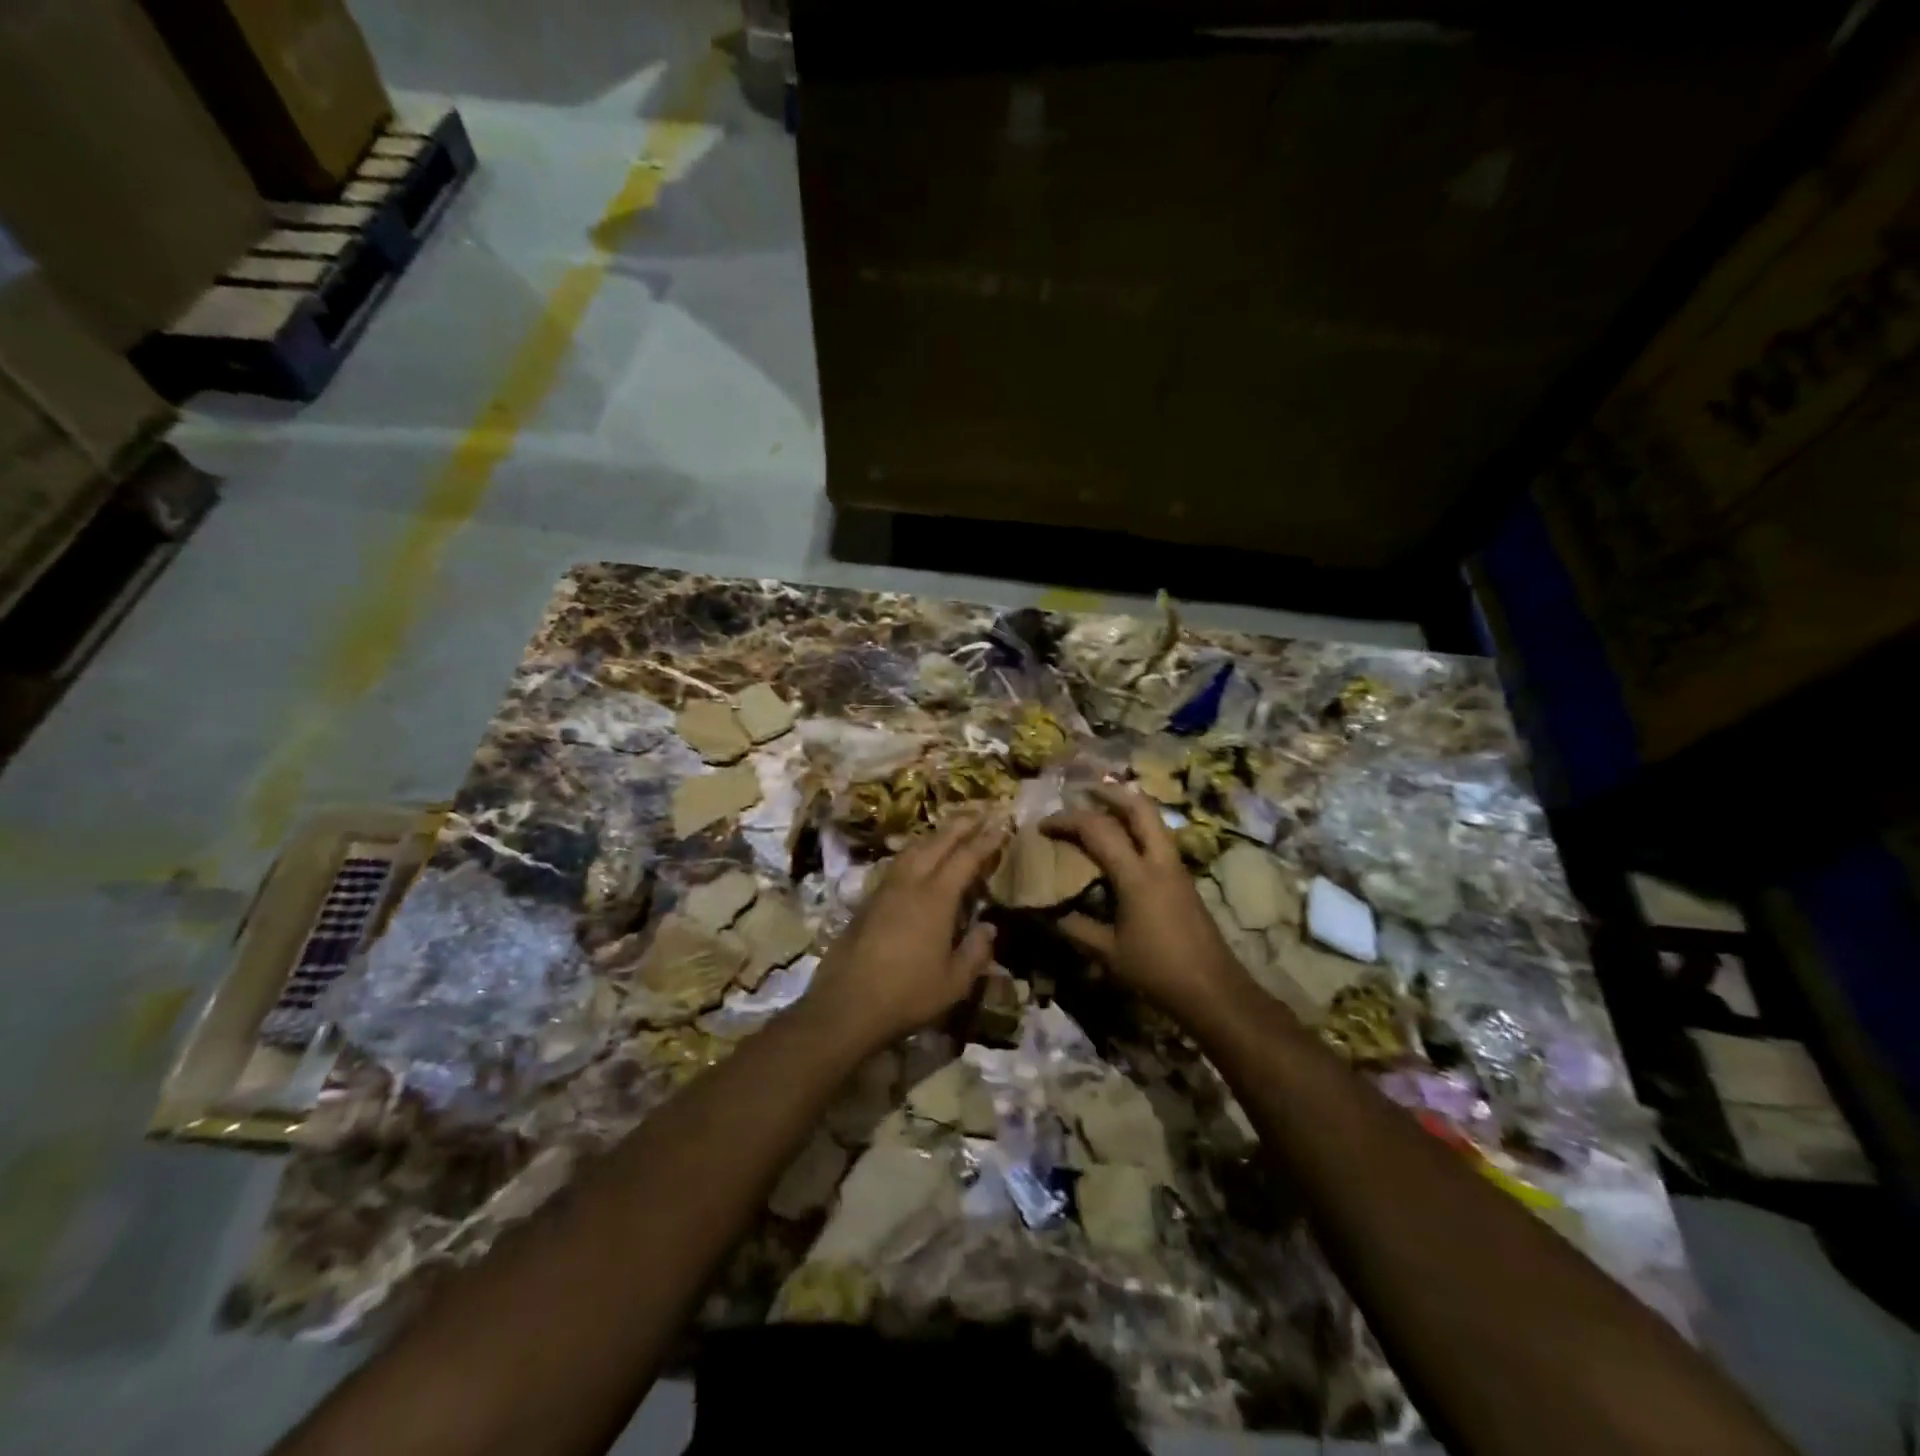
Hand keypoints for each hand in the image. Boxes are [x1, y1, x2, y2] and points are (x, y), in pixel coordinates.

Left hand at [801, 811, 1006, 1052]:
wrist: (846, 1006)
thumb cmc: (907, 995)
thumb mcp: (954, 982)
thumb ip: (975, 952)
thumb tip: (988, 927)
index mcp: (936, 899)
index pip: (965, 859)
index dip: (985, 841)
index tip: (1001, 824)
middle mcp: (910, 884)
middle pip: (937, 843)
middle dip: (959, 826)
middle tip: (978, 812)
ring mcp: (884, 891)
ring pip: (912, 850)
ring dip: (934, 836)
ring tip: (948, 830)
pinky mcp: (867, 902)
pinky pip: (896, 865)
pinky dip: (914, 854)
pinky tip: (916, 862)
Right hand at [1042, 786, 1249, 1025]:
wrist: (1214, 991)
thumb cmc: (1158, 971)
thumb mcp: (1108, 954)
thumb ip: (1076, 929)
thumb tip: (1048, 915)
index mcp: (1137, 876)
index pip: (1098, 830)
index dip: (1067, 821)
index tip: (1042, 826)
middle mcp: (1159, 861)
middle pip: (1138, 807)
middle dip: (1108, 793)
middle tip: (1082, 792)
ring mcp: (1176, 867)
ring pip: (1153, 819)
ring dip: (1125, 807)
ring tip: (1100, 808)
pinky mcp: (1183, 878)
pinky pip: (1158, 838)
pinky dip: (1137, 828)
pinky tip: (1122, 843)